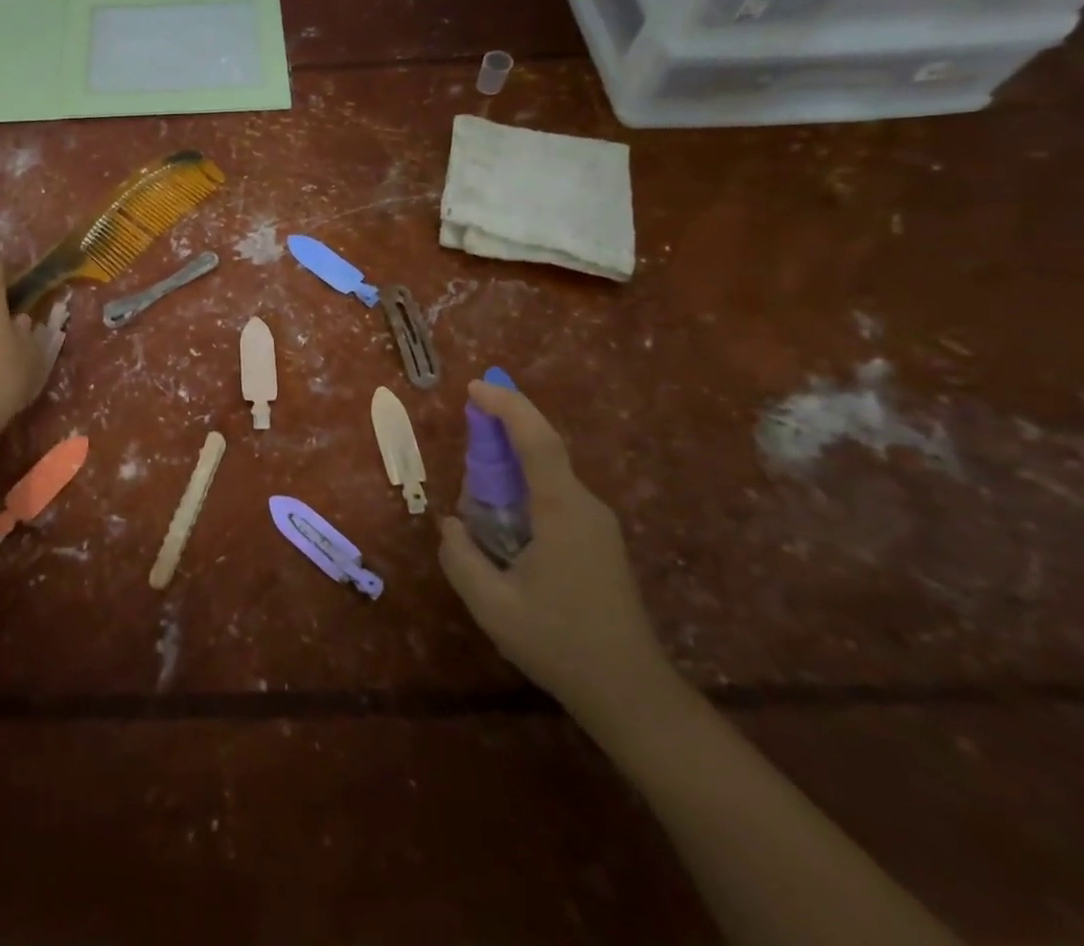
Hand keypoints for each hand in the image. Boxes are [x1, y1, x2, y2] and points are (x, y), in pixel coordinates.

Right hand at [438, 379, 670, 725]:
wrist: (632, 695)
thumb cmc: (561, 644)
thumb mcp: (492, 606)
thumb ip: (460, 557)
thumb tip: (450, 524)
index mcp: (562, 511)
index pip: (537, 441)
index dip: (508, 407)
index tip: (475, 388)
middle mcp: (585, 507)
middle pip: (543, 452)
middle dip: (503, 434)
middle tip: (467, 440)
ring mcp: (597, 525)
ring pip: (548, 476)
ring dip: (512, 468)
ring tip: (477, 492)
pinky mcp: (599, 543)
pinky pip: (556, 498)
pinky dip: (525, 490)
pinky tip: (504, 523)